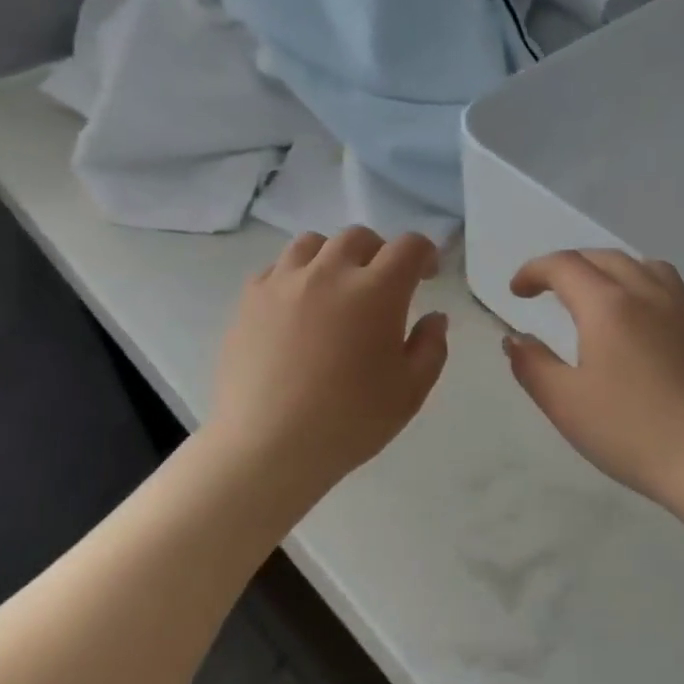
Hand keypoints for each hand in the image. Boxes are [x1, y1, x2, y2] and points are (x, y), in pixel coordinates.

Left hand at [209, 228, 448, 499]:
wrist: (269, 445)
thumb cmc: (350, 421)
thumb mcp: (410, 392)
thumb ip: (431, 348)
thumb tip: (434, 318)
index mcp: (376, 291)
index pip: (408, 247)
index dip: (425, 254)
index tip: (427, 275)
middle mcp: (329, 272)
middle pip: (359, 237)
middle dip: (379, 253)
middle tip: (382, 285)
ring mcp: (283, 282)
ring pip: (312, 243)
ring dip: (333, 256)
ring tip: (335, 287)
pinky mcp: (249, 299)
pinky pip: (276, 268)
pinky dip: (294, 276)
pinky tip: (296, 307)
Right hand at [504, 250, 683, 517]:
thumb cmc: (631, 432)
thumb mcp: (565, 404)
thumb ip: (532, 365)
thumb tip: (515, 339)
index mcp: (608, 305)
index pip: (565, 266)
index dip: (534, 271)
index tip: (517, 292)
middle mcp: (648, 294)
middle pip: (605, 258)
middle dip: (570, 266)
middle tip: (548, 290)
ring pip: (645, 266)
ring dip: (612, 270)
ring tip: (597, 295)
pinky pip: (674, 289)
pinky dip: (647, 287)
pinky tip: (646, 318)